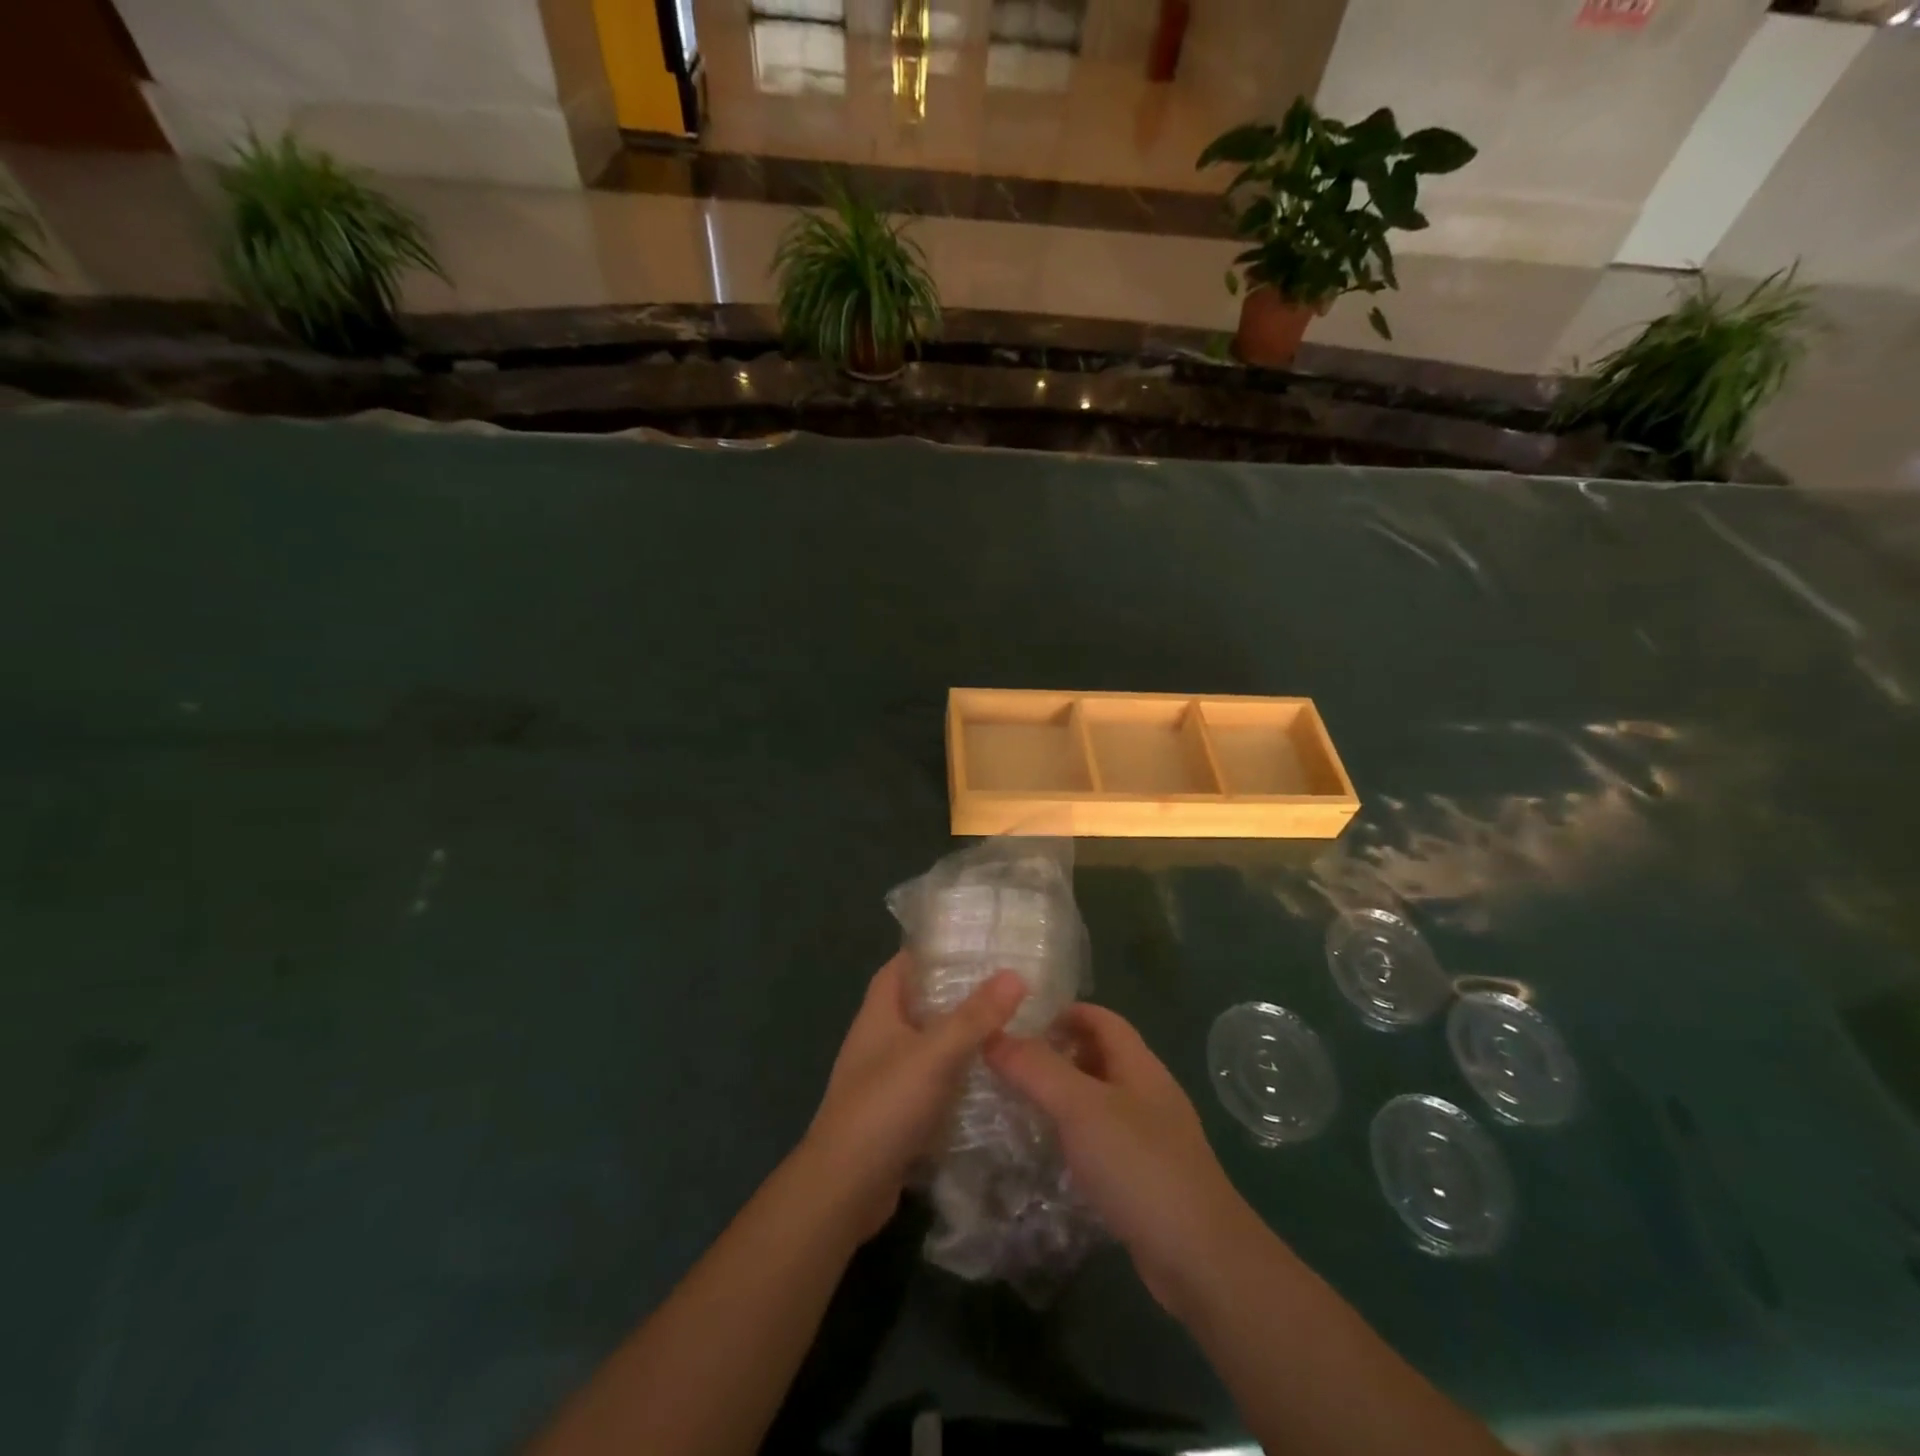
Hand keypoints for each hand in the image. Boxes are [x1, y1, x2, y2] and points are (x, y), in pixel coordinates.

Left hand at [804, 951, 1026, 1240]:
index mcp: (878, 1012)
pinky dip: (955, 1077)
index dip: (933, 951)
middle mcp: (878, 1039)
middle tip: (1004, 986)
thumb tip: (1015, 974)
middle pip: (919, 1003)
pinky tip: (990, 1079)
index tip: (974, 944)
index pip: (903, 965)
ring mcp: (885, 1078)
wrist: (844, 1189)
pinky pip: (930, 1082)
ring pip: (927, 1045)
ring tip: (1007, 1027)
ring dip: (959, 1037)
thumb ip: (975, 1016)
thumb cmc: (884, 1106)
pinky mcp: (896, 1113)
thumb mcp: (935, 1054)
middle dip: (956, 994)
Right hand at [984, 1003, 1257, 1317]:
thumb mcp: (1080, 1107)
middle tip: (1009, 1066)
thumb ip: (1036, 1069)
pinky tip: (1052, 1154)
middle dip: (1056, 1053)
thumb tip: (993, 1035)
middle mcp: (1147, 1092)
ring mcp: (1150, 1136)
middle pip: (1099, 1055)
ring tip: (1020, 1105)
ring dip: (1063, 1096)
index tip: (1018, 1023)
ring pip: (1099, 1099)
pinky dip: (1076, 1136)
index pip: (1100, 1018)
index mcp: (1138, 1064)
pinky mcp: (1146, 1176)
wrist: (1200, 1258)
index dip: (1062, 1012)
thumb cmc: (1139, 1165)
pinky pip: (1104, 1139)